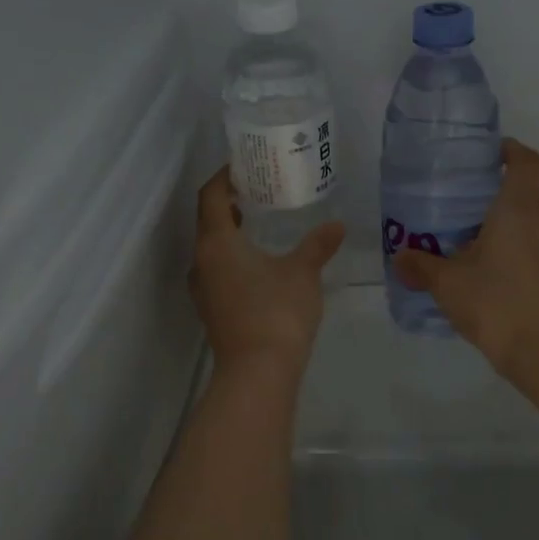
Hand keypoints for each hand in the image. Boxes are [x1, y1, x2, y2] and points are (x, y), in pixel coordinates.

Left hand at [190, 167, 345, 377]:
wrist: (257, 372)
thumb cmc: (277, 311)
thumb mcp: (303, 272)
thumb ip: (318, 245)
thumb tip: (337, 225)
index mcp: (216, 242)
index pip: (211, 196)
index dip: (225, 177)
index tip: (244, 167)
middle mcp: (201, 261)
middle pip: (208, 221)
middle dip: (229, 204)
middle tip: (257, 191)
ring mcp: (203, 289)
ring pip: (211, 248)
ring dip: (229, 233)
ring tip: (258, 223)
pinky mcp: (211, 310)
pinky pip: (217, 270)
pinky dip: (231, 257)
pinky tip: (258, 263)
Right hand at [393, 138, 538, 381]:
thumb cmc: (495, 301)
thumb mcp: (446, 282)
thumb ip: (421, 266)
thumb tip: (399, 257)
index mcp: (518, 208)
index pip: (525, 161)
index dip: (510, 149)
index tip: (488, 153)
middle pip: (530, 189)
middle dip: (504, 187)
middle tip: (469, 196)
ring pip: (534, 219)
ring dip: (510, 219)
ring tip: (473, 232)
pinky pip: (535, 245)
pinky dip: (515, 244)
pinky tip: (486, 265)